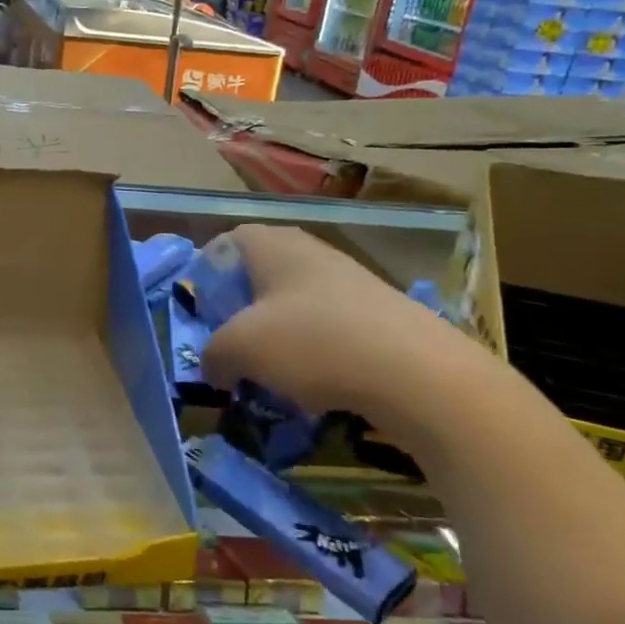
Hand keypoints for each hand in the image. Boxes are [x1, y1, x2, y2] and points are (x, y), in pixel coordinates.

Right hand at [201, 225, 493, 439]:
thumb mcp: (240, 350)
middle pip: (262, 272)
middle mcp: (311, 251)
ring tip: (274, 370)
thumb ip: (213, 354)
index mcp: (274, 245)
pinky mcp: (380, 312)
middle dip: (243, 308)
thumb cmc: (313, 342)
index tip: (206, 312)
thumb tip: (213, 365)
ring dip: (279, 333)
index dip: (209, 274)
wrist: (418, 373)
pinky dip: (315, 349)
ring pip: (296, 301)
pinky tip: (318, 382)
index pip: (227, 242)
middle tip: (234, 343)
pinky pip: (330, 324)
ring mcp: (350, 279)